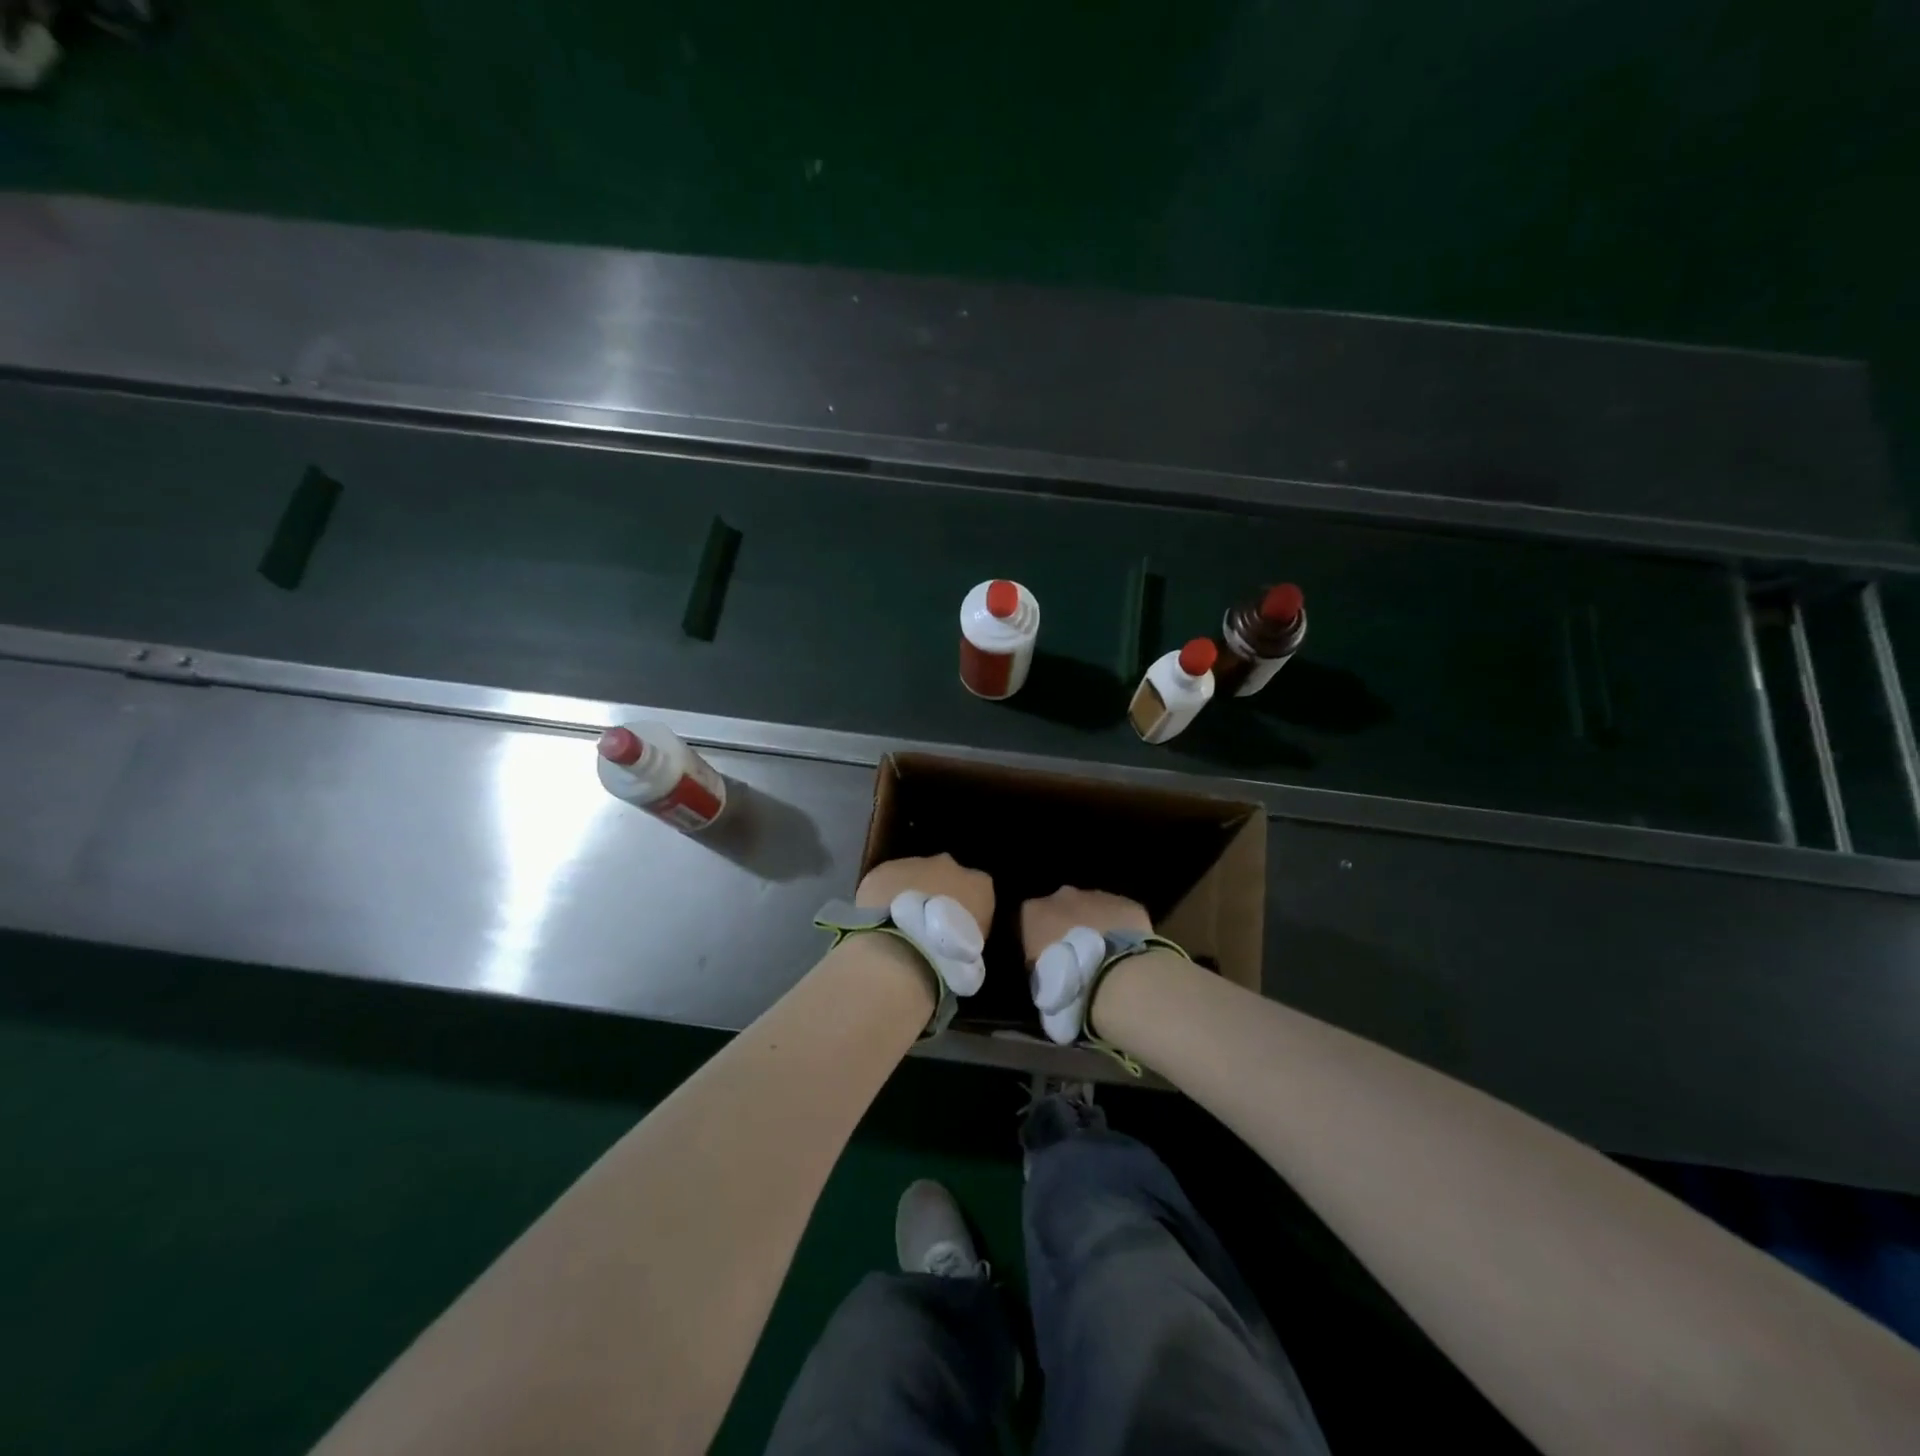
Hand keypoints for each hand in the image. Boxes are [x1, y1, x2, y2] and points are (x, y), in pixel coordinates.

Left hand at [855, 855, 994, 1001]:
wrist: (903, 949)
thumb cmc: (948, 957)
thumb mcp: (973, 951)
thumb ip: (967, 932)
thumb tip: (957, 935)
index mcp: (980, 885)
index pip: (978, 889)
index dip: (966, 906)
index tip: (956, 927)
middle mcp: (950, 865)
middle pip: (945, 873)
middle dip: (936, 891)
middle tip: (925, 922)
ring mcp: (915, 863)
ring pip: (913, 873)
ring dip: (909, 892)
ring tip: (899, 923)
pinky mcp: (884, 870)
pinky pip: (886, 881)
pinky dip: (883, 896)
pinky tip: (878, 919)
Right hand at [1020, 888, 1151, 1044]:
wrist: (1115, 978)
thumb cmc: (1067, 983)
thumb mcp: (1040, 983)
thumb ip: (1040, 967)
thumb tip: (1048, 974)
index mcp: (1034, 912)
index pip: (1030, 919)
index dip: (1040, 939)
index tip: (1049, 960)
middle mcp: (1063, 896)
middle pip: (1062, 907)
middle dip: (1069, 925)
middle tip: (1079, 957)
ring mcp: (1097, 896)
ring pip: (1093, 907)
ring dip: (1097, 925)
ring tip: (1107, 957)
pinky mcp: (1127, 903)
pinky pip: (1120, 914)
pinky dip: (1122, 929)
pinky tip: (1127, 952)